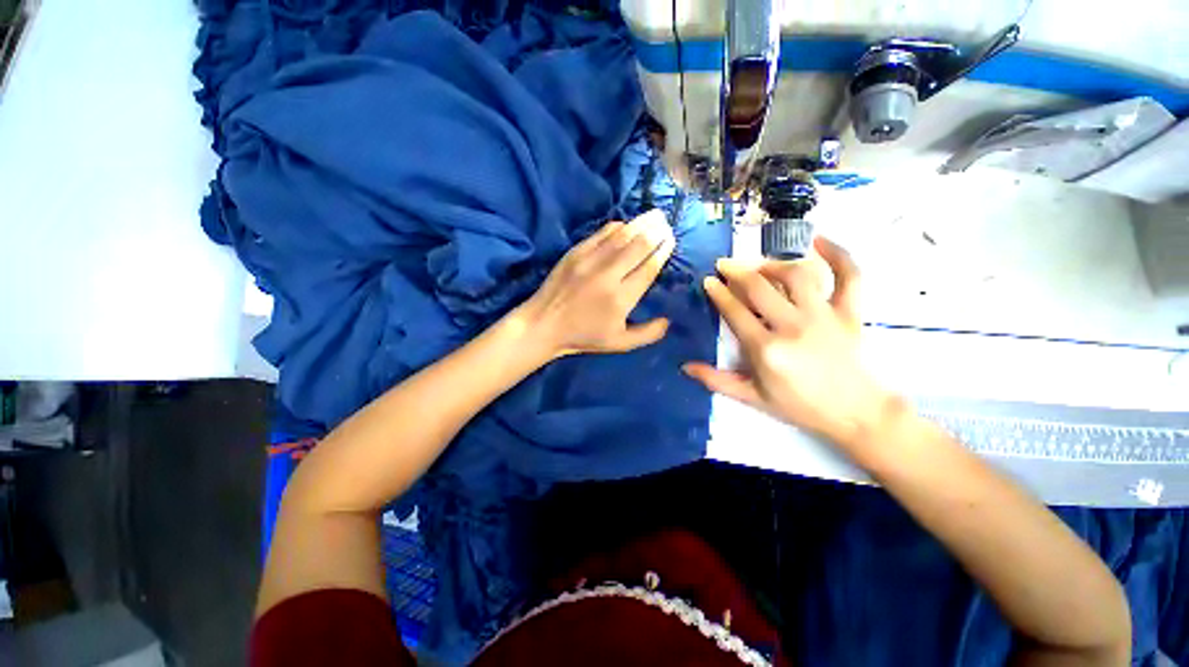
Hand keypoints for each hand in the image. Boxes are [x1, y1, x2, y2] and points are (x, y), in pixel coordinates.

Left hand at [516, 209, 675, 358]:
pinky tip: (626, 225)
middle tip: (666, 223)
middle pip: (638, 246)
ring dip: (640, 223)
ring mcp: (589, 261)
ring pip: (621, 236)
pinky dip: (617, 227)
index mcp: (621, 299)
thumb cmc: (584, 336)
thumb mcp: (619, 344)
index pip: (648, 268)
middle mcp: (608, 275)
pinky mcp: (575, 253)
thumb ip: (647, 334)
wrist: (544, 324)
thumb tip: (668, 320)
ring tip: (654, 215)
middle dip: (656, 232)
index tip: (671, 240)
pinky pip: (601, 234)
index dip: (662, 251)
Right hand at [683, 237, 900, 448]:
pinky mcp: (850, 312)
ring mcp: (824, 316)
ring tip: (758, 264)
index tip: (709, 280)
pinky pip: (849, 276)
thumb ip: (717, 381)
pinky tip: (819, 240)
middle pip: (759, 288)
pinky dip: (838, 254)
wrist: (856, 413)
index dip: (718, 292)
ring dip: (772, 264)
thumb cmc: (800, 406)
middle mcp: (792, 326)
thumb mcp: (753, 398)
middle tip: (723, 264)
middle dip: (736, 271)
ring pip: (795, 275)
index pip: (735, 311)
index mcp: (766, 350)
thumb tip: (685, 367)